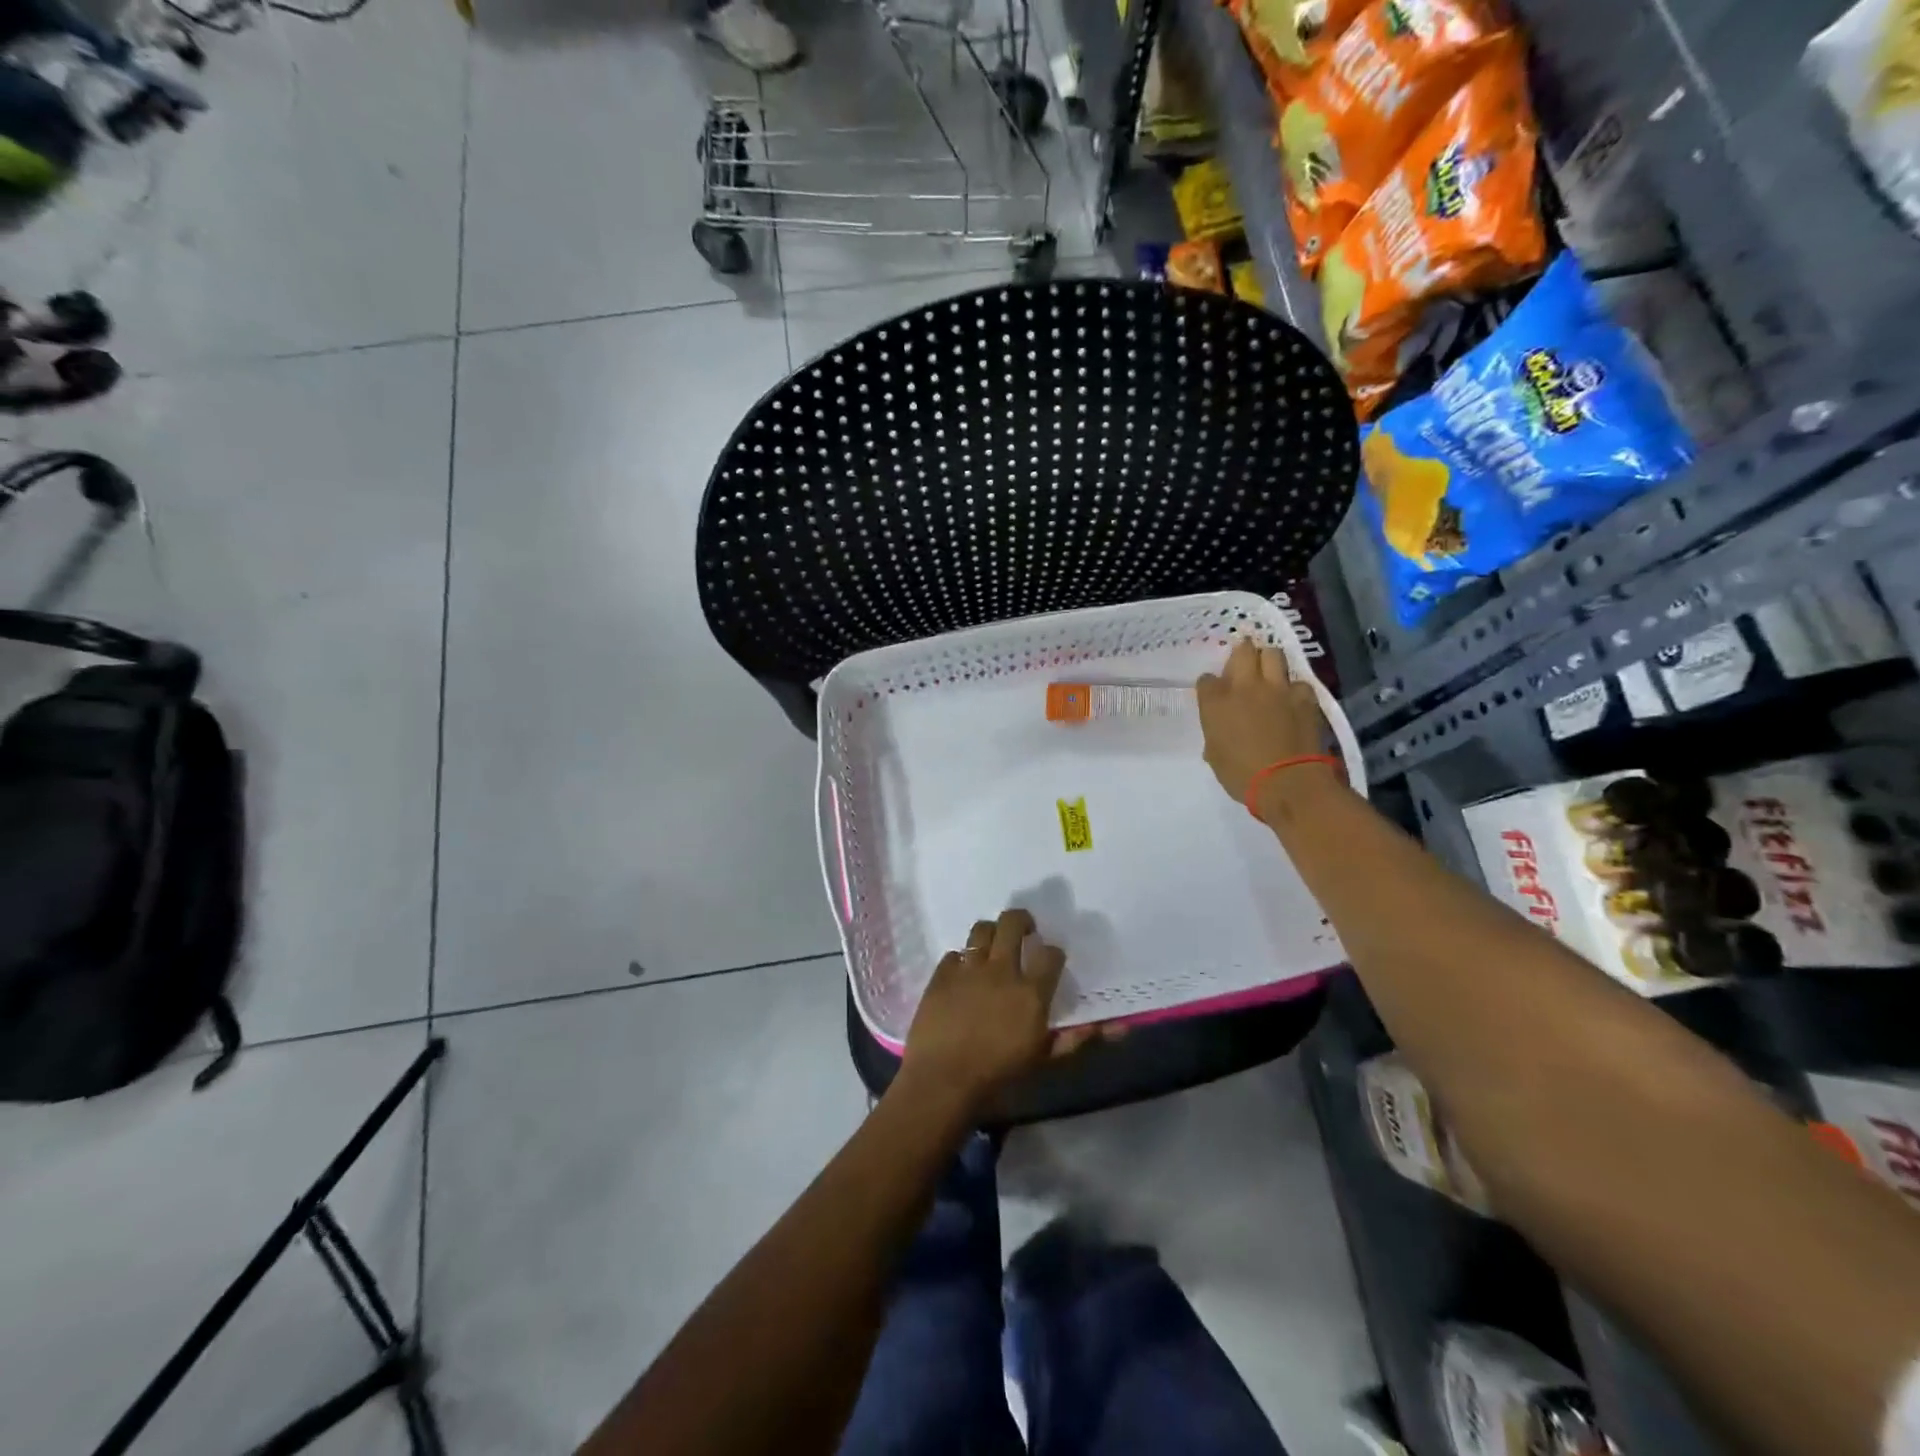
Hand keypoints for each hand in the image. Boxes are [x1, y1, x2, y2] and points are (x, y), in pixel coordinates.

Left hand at [901, 909, 1112, 1115]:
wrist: (944, 1082)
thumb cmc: (999, 1075)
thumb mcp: (1045, 1059)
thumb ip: (1079, 1038)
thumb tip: (1120, 1028)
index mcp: (1030, 991)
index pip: (1050, 954)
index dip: (1053, 953)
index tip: (1050, 959)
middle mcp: (1001, 970)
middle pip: (1012, 923)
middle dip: (1021, 920)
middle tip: (1025, 930)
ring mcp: (968, 968)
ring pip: (981, 929)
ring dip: (990, 933)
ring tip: (993, 944)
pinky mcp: (941, 975)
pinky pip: (953, 954)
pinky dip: (961, 960)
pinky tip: (963, 974)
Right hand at [1195, 637, 1332, 808]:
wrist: (1288, 783)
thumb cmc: (1242, 775)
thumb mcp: (1215, 755)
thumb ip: (1215, 734)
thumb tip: (1220, 732)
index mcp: (1216, 702)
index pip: (1206, 679)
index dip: (1210, 686)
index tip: (1214, 695)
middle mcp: (1244, 686)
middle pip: (1242, 650)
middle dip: (1241, 653)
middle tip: (1243, 664)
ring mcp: (1277, 688)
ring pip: (1273, 654)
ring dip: (1268, 660)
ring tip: (1269, 673)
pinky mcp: (1304, 696)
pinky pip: (1298, 682)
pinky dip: (1294, 689)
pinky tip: (1293, 700)